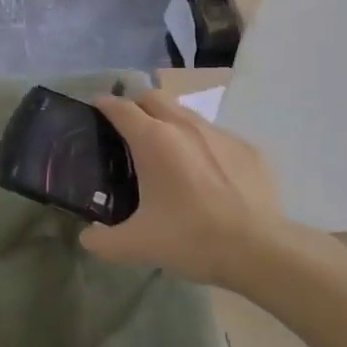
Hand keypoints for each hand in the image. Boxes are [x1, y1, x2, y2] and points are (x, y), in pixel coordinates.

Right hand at [82, 91, 281, 290]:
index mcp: (153, 139)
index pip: (120, 106)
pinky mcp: (247, 148)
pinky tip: (207, 176)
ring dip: (170, 123)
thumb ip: (102, 240)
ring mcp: (220, 134)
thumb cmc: (190, 238)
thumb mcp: (136, 245)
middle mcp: (184, 125)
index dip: (103, 105)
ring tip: (167, 154)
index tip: (95, 113)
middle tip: (128, 132)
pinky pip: (216, 137)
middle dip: (136, 106)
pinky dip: (202, 146)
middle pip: (153, 97)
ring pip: (186, 114)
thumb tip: (87, 237)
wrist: (258, 249)